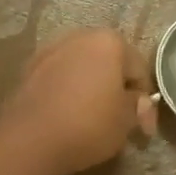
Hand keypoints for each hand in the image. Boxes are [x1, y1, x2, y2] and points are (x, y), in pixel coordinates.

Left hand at [0, 30, 156, 174]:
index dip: (145, 102)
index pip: (138, 69)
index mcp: (109, 42)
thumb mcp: (125, 121)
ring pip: (82, 67)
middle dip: (117, 88)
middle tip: (121, 120)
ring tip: (93, 117)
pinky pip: (60, 76)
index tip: (143, 130)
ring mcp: (51, 49)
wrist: (31, 138)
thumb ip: (138, 106)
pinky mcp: (30, 66)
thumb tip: (138, 102)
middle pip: (109, 62)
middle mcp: (80, 36)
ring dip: (91, 86)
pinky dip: (68, 90)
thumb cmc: (88, 124)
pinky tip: (67, 113)